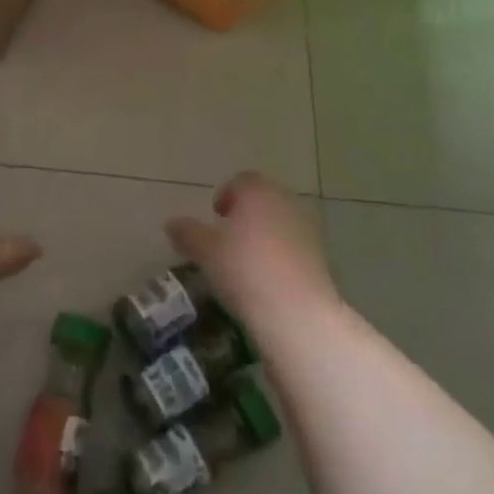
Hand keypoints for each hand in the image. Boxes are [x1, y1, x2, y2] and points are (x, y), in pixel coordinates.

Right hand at [166, 171, 337, 330]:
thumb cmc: (245, 269)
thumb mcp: (206, 252)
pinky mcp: (321, 256)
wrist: (297, 312)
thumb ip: (188, 233)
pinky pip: (295, 246)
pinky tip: (268, 280)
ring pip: (280, 222)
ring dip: (265, 234)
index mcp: (258, 191)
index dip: (226, 195)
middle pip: (263, 199)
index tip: (216, 217)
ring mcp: (307, 228)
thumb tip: (171, 223)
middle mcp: (285, 201)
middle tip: (229, 238)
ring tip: (247, 262)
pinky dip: (281, 254)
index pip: (241, 181)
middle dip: (247, 214)